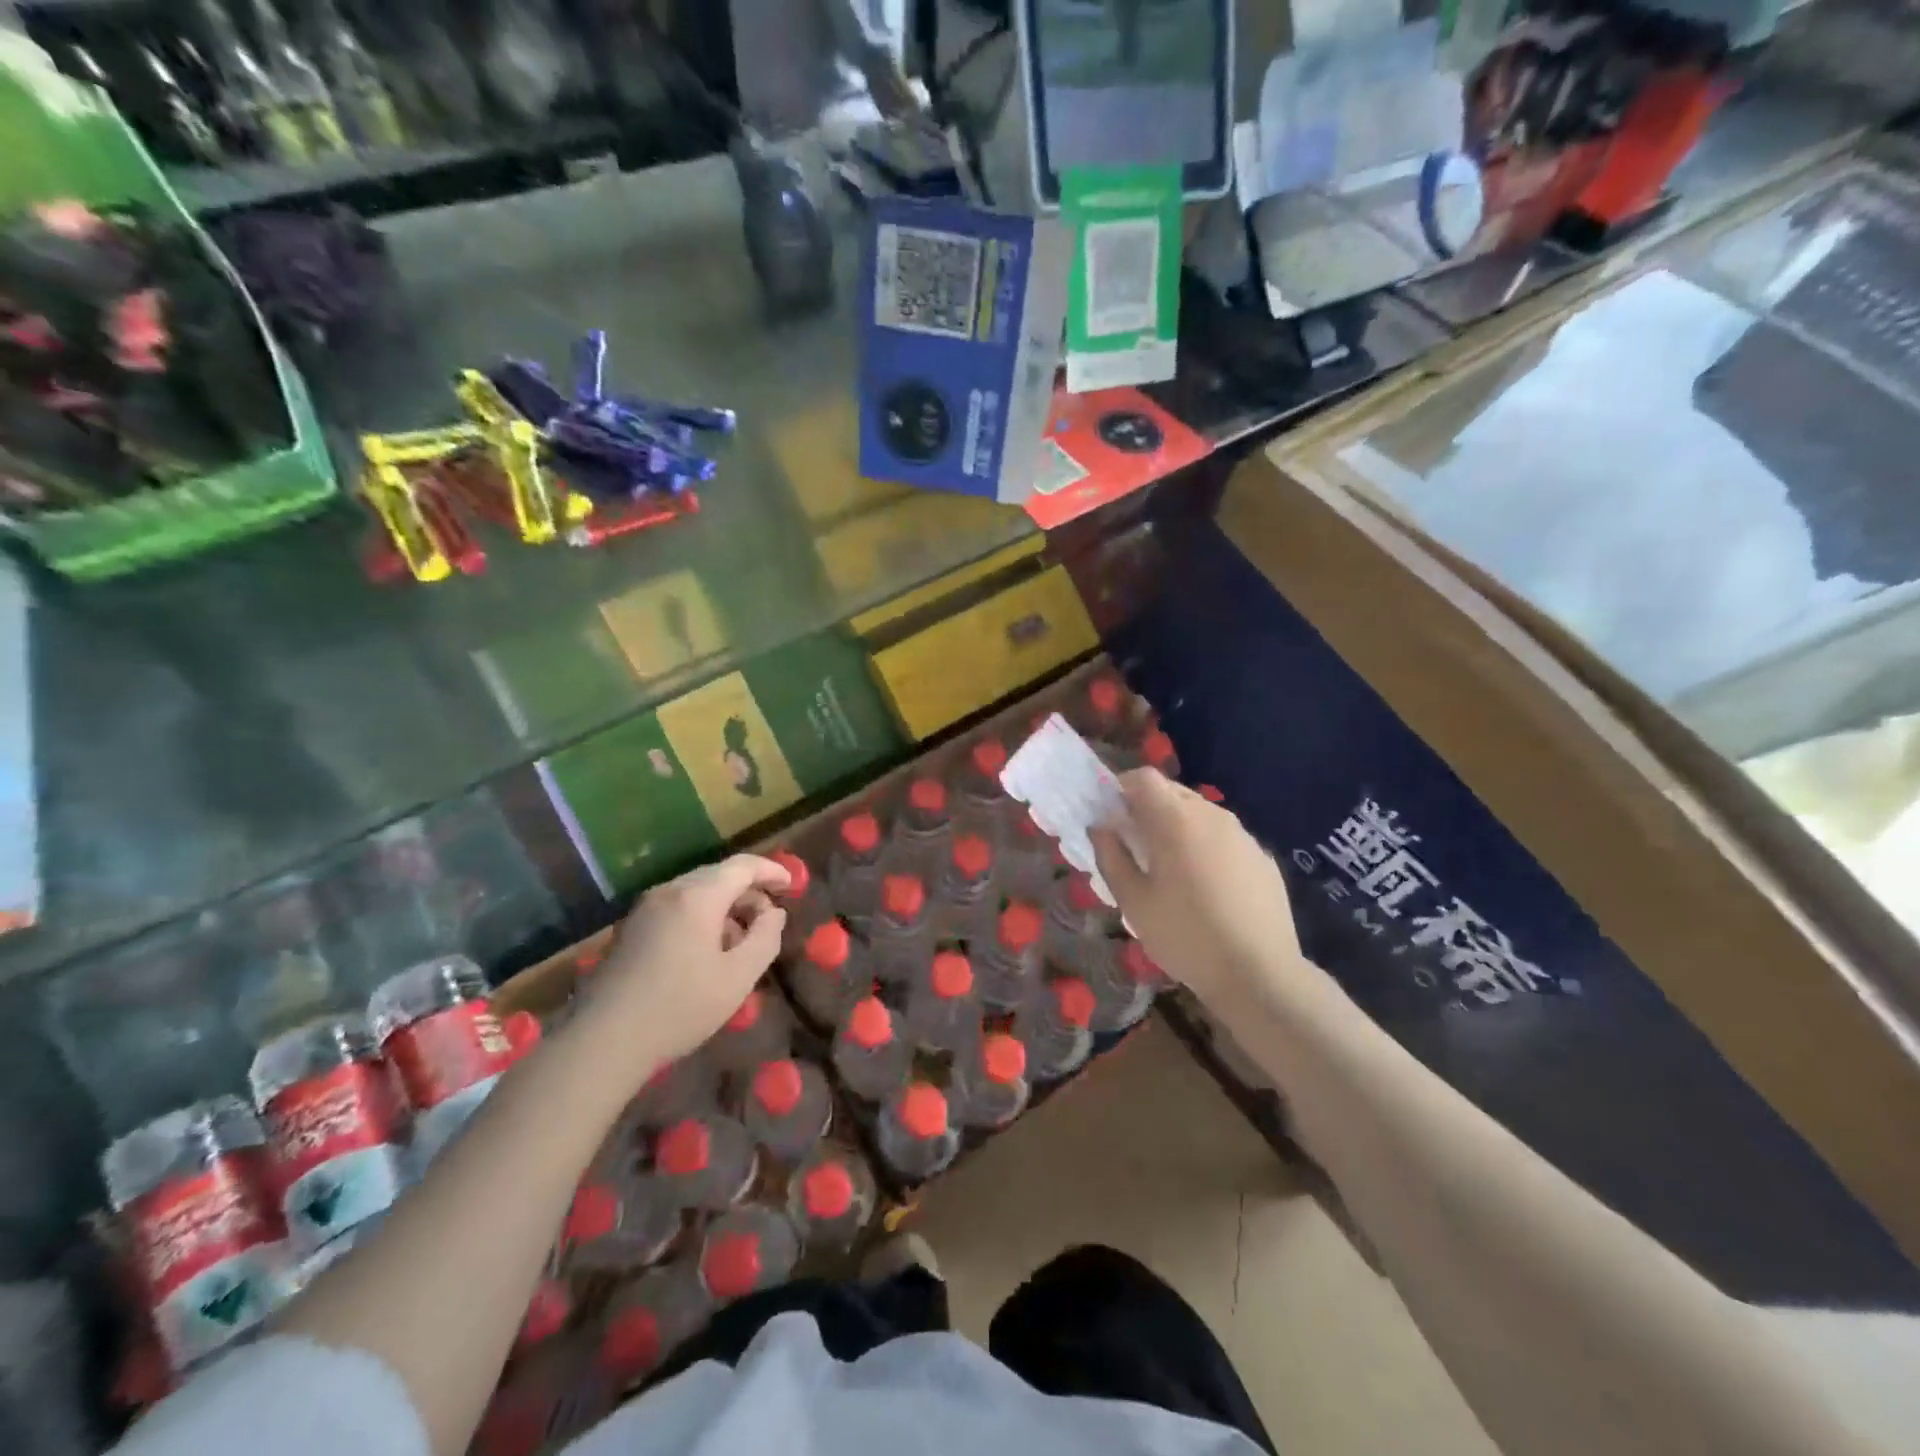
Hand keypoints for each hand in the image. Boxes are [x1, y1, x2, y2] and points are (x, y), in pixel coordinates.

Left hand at [573, 854, 791, 1078]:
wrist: (603, 1041)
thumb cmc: (680, 1007)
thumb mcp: (738, 977)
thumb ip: (765, 937)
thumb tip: (774, 913)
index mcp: (698, 897)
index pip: (743, 866)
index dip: (771, 871)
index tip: (791, 886)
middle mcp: (670, 891)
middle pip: (718, 875)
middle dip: (748, 891)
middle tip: (769, 919)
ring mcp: (646, 908)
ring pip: (696, 891)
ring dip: (725, 905)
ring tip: (741, 940)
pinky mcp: (631, 928)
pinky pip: (677, 907)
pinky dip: (701, 915)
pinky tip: (707, 950)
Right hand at [1090, 771, 1312, 1015]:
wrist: (1261, 975)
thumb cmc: (1185, 936)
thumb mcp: (1133, 902)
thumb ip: (1111, 856)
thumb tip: (1101, 827)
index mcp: (1176, 820)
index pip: (1143, 777)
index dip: (1120, 788)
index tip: (1110, 816)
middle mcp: (1212, 815)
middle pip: (1172, 792)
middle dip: (1147, 808)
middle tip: (1133, 845)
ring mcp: (1243, 835)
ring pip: (1200, 814)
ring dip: (1178, 827)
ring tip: (1169, 868)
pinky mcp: (1263, 858)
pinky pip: (1224, 838)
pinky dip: (1206, 847)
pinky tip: (1206, 888)